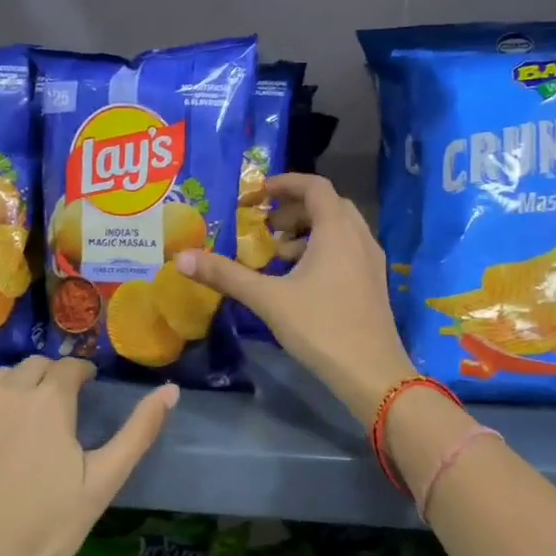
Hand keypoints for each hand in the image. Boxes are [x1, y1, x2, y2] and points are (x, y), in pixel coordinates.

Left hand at [0, 357, 177, 555]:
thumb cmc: (50, 524)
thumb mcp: (105, 479)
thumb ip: (139, 430)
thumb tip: (171, 390)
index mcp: (50, 400)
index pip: (70, 367)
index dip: (83, 373)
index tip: (88, 387)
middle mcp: (9, 393)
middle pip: (34, 366)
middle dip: (52, 376)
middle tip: (62, 404)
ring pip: (0, 378)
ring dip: (19, 385)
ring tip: (28, 414)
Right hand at [174, 172, 414, 422]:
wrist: (371, 373)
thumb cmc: (320, 327)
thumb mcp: (268, 299)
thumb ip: (225, 275)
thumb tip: (181, 258)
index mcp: (337, 230)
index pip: (315, 186)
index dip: (285, 183)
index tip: (257, 194)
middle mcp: (359, 237)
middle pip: (327, 205)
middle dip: (293, 209)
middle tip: (264, 226)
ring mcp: (371, 260)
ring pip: (339, 229)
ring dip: (307, 231)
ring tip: (277, 255)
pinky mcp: (373, 283)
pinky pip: (347, 250)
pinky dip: (322, 250)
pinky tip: (300, 280)